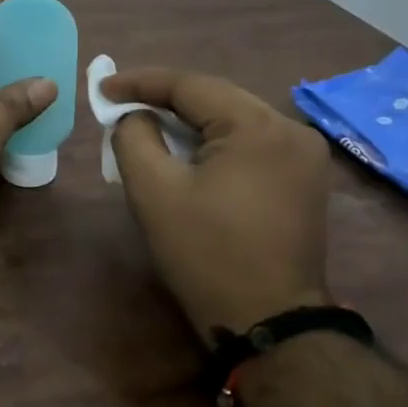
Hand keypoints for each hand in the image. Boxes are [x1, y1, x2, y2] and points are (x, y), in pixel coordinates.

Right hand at [104, 67, 332, 343]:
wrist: (270, 324)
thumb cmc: (207, 256)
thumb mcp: (154, 193)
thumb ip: (134, 138)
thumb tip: (134, 115)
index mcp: (258, 126)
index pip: (190, 85)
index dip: (140, 82)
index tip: (102, 87)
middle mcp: (290, 129)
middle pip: (215, 98)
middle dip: (164, 101)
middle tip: (120, 107)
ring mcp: (305, 154)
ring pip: (233, 119)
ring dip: (190, 122)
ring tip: (147, 127)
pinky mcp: (305, 177)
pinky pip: (251, 142)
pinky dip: (215, 142)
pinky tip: (189, 153)